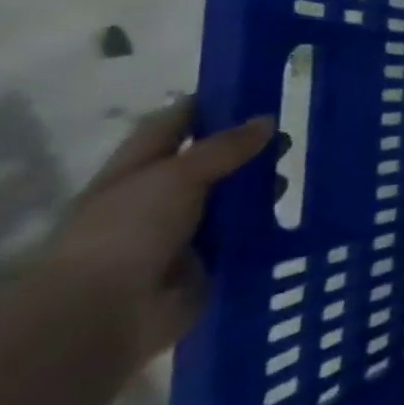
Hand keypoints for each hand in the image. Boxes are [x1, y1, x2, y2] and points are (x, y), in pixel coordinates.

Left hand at [40, 99, 273, 364]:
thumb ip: (224, 148)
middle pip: (207, 164)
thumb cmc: (128, 231)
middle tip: (293, 138)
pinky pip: (243, 237)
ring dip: (259, 189)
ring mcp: (182, 232)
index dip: (206, 107)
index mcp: (136, 171)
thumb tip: (267, 120)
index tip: (251, 92)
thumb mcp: (176, 176)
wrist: (107, 312)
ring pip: (230, 201)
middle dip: (246, 151)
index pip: (172, 126)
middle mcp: (157, 198)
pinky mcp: (208, 262)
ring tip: (296, 177)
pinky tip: (296, 213)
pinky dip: (265, 226)